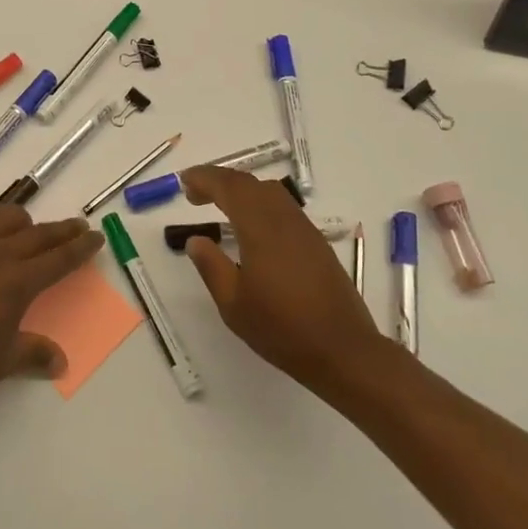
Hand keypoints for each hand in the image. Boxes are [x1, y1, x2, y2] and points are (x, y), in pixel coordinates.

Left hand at [0, 206, 102, 408]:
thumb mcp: (3, 362)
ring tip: (28, 232)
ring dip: (23, 223)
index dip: (81, 247)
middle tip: (78, 227)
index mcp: (19, 282)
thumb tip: (60, 363)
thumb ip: (34, 355)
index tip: (96, 236)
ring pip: (4, 218)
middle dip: (63, 231)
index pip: (60, 259)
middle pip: (39, 235)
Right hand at [180, 167, 383, 394]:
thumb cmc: (282, 329)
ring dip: (242, 190)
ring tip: (221, 206)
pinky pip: (284, 207)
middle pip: (250, 183)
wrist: (343, 350)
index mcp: (261, 229)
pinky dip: (260, 204)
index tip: (184, 182)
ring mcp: (304, 230)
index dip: (204, 178)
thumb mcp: (233, 304)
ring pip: (270, 192)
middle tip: (195, 195)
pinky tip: (252, 228)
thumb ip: (211, 266)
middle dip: (220, 181)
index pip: (229, 187)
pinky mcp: (316, 243)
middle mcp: (284, 220)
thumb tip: (196, 240)